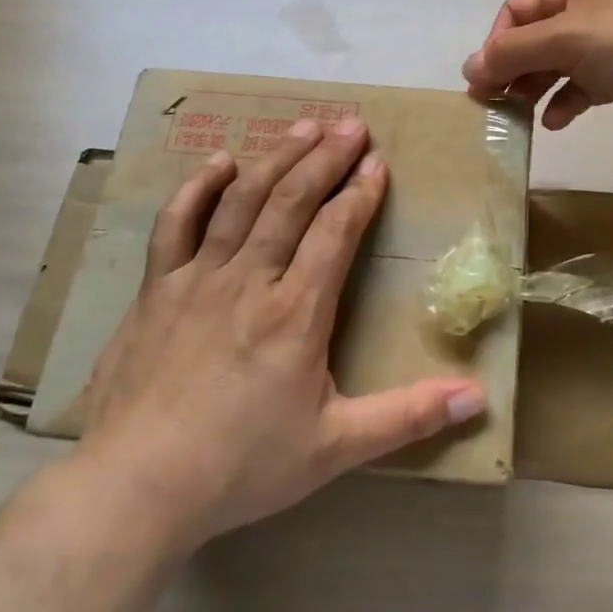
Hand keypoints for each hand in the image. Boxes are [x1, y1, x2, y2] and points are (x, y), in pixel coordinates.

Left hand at [73, 117, 486, 551]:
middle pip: (292, 200)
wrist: (135, 487)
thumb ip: (408, 417)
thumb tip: (477, 400)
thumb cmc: (241, 466)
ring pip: (242, 200)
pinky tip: (220, 161)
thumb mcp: (336, 449)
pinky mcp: (156, 289)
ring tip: (304, 125)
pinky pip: (176, 224)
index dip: (360, 192)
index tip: (378, 161)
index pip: (336, 231)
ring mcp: (198, 278)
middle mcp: (250, 279)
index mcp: (296, 312)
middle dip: (326, 157)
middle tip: (352, 123)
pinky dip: (198, 187)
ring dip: (277, 158)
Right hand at [462, 0, 612, 145]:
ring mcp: (607, 45)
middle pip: (534, 38)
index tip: (484, 78)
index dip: (496, 40)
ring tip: (518, 114)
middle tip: (491, 101)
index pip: (519, 9)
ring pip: (555, 64)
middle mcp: (590, 12)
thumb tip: (468, 67)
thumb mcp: (565, 41)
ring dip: (533, 87)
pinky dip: (564, 102)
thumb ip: (513, 52)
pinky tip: (556, 121)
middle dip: (511, 67)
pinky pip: (580, 87)